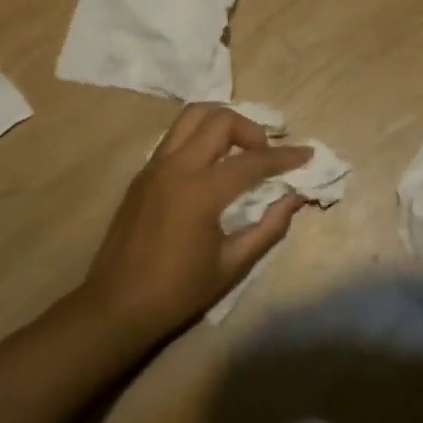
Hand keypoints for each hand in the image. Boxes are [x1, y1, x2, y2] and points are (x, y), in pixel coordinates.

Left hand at [77, 104, 311, 348]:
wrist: (115, 307)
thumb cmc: (177, 292)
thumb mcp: (231, 266)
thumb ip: (268, 228)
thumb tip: (295, 198)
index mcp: (200, 191)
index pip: (252, 161)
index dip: (284, 156)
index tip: (307, 154)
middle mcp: (176, 166)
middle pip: (220, 120)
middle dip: (251, 129)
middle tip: (264, 154)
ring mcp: (155, 165)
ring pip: (192, 116)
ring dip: (222, 122)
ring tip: (238, 147)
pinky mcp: (143, 172)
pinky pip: (176, 135)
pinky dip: (200, 135)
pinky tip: (211, 162)